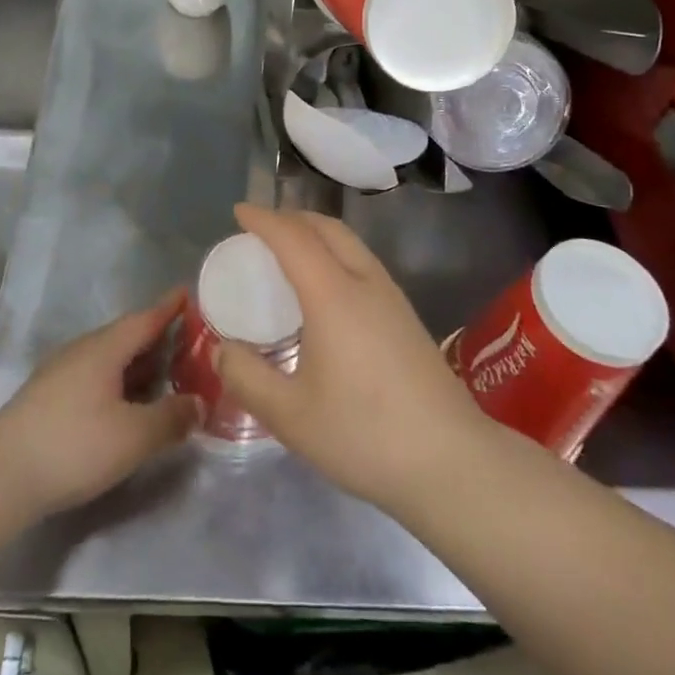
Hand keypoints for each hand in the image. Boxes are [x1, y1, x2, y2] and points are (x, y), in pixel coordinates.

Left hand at [0, 291, 198, 524]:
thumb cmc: (74, 445)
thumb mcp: (134, 436)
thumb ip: (172, 417)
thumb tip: (199, 402)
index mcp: (105, 348)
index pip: (145, 319)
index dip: (169, 308)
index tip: (188, 294)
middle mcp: (82, 351)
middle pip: (126, 337)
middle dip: (157, 339)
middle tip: (188, 344)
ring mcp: (60, 373)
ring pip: (109, 359)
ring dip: (137, 365)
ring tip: (164, 376)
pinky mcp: (47, 398)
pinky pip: (94, 378)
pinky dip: (118, 383)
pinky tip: (125, 405)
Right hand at [213, 204, 488, 514]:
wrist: (452, 462)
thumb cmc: (364, 435)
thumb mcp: (290, 416)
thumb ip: (247, 378)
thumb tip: (221, 348)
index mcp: (333, 295)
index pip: (293, 238)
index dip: (264, 219)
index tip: (240, 211)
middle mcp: (365, 283)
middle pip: (328, 228)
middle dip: (292, 218)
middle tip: (261, 228)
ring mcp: (392, 298)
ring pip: (351, 244)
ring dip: (317, 233)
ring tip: (290, 252)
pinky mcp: (407, 318)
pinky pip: (363, 263)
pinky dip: (336, 253)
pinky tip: (327, 289)